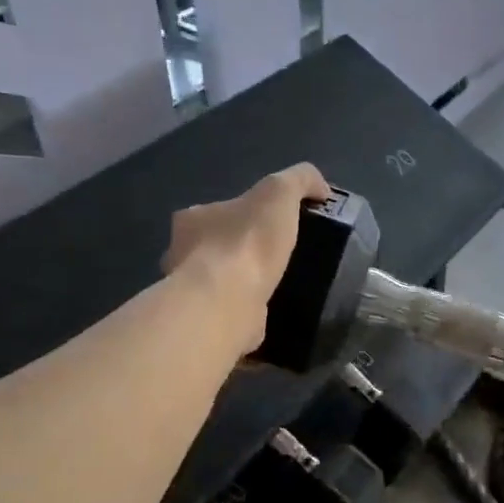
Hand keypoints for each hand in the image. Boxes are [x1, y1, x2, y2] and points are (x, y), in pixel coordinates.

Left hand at [163, 163, 332, 354]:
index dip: (248, 214)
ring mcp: (191, 291)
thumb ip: (300, 180)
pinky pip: (229, 310)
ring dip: (243, 282)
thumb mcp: (280, 192)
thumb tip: (321, 188)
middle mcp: (181, 253)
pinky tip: (270, 310)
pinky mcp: (205, 322)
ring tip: (280, 284)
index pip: (221, 210)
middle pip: (217, 246)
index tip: (276, 225)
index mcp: (192, 218)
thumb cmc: (248, 242)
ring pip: (221, 280)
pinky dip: (246, 309)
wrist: (228, 302)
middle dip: (242, 250)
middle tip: (280, 256)